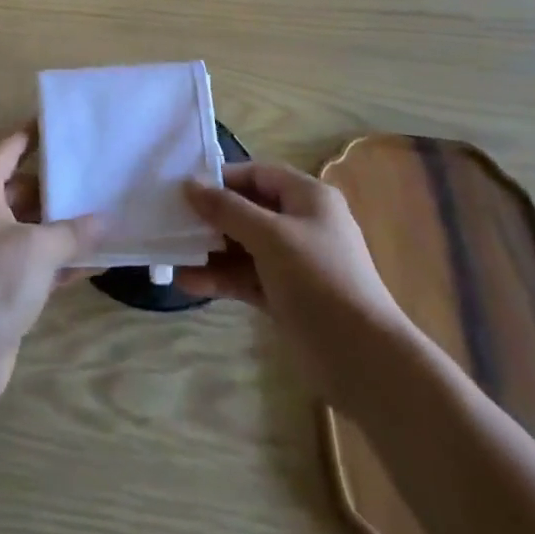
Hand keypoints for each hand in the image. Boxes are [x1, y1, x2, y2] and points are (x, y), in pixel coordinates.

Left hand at [0, 129, 102, 410]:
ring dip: (61, 226)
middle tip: (95, 177)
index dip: (35, 134)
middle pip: (21, 187)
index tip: (65, 124)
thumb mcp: (40, 248)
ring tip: (103, 217)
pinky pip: (30, 260)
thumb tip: (106, 220)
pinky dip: (57, 260)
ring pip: (28, 226)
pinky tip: (94, 263)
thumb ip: (75, 231)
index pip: (9, 148)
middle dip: (57, 187)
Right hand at [178, 162, 411, 410]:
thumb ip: (228, 209)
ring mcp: (294, 262)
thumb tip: (189, 184)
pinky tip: (187, 284)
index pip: (257, 174)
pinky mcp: (286, 296)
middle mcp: (301, 223)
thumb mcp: (270, 237)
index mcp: (307, 197)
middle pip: (248, 210)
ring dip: (211, 252)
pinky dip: (221, 278)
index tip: (184, 190)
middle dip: (211, 218)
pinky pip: (247, 277)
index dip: (222, 179)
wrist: (363, 359)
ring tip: (171, 257)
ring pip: (244, 247)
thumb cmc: (319, 280)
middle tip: (171, 223)